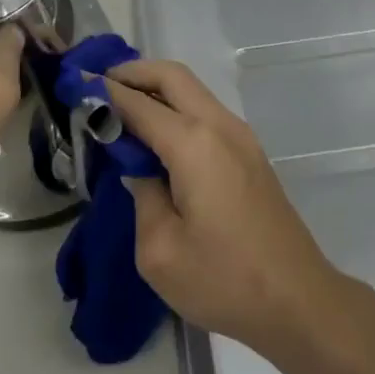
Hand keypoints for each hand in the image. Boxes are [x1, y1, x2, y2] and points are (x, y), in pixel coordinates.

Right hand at [104, 60, 348, 360]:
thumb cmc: (224, 280)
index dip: (104, 91)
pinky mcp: (249, 152)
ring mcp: (240, 136)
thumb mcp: (160, 250)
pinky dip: (175, 106)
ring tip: (121, 106)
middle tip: (99, 86)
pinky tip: (155, 133)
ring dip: (156, 87)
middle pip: (172, 76)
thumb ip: (141, 194)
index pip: (139, 103)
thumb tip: (138, 167)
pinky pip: (204, 110)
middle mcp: (219, 126)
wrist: (299, 301)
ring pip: (192, 89)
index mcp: (194, 144)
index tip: (75, 83)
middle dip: (133, 72)